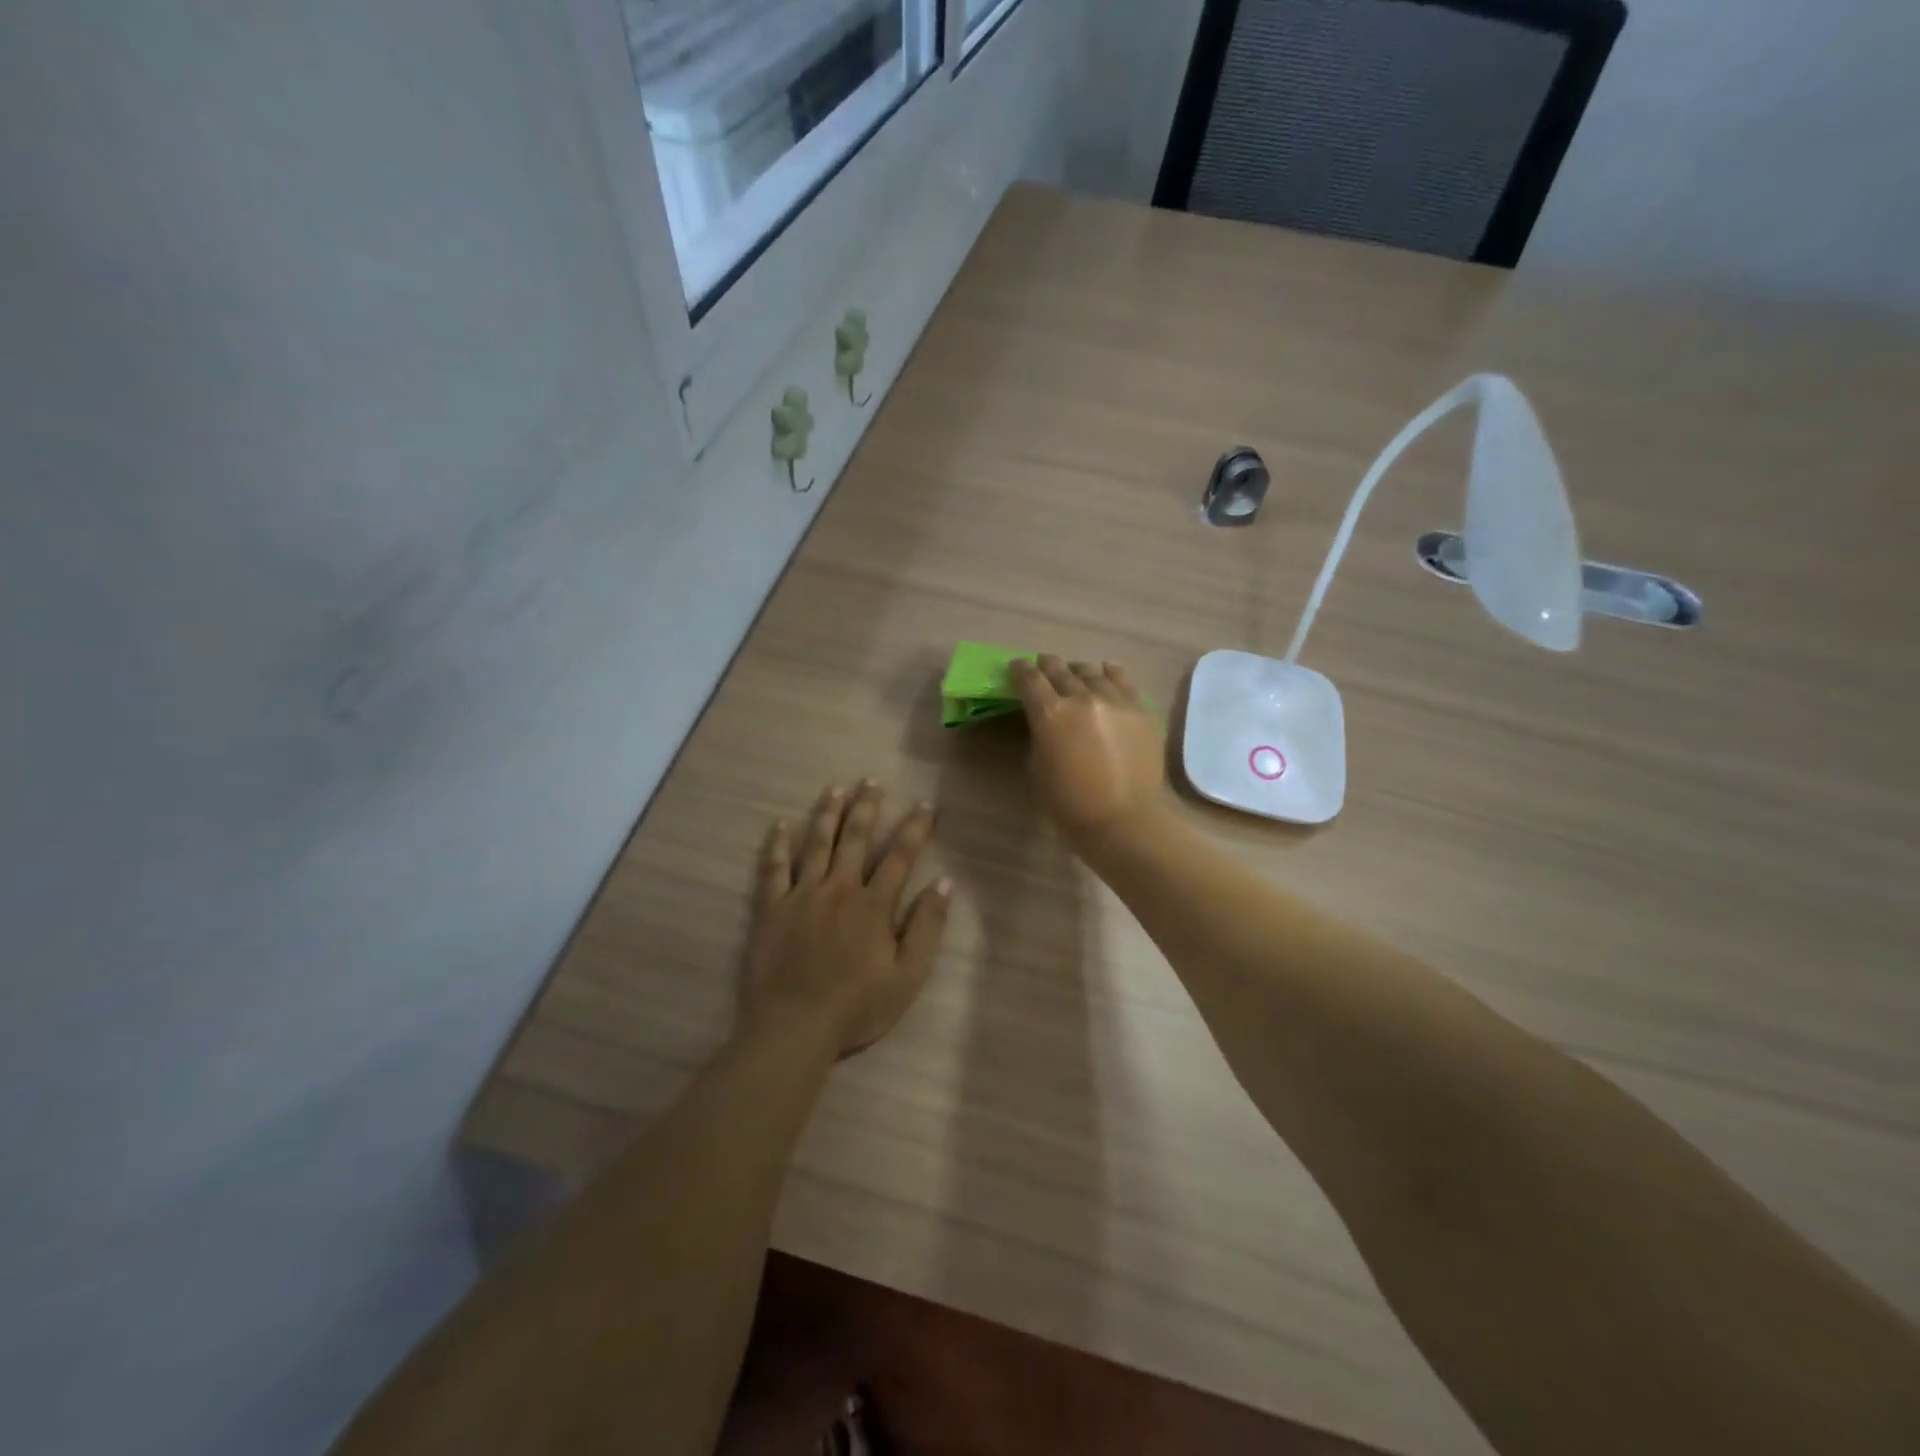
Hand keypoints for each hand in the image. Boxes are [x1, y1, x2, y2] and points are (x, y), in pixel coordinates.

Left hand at [741, 781, 951, 1056]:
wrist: (794, 1027)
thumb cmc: (856, 1007)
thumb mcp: (907, 976)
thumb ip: (927, 928)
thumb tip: (944, 884)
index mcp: (873, 905)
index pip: (899, 856)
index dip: (915, 828)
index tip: (925, 804)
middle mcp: (838, 889)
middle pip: (854, 839)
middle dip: (866, 807)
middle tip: (871, 780)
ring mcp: (801, 895)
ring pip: (816, 844)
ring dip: (826, 814)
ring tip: (834, 789)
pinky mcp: (771, 909)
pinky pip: (773, 869)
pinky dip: (776, 845)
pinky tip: (780, 824)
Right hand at [1010, 655, 1172, 854]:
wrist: (1125, 821)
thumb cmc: (1070, 805)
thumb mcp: (1037, 768)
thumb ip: (1039, 735)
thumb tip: (1045, 722)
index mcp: (1050, 713)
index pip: (1029, 679)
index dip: (1019, 670)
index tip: (1015, 667)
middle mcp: (1082, 697)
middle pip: (1060, 670)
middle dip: (1047, 666)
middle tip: (1042, 666)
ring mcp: (1115, 700)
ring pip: (1091, 672)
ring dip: (1077, 671)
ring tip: (1074, 673)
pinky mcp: (1140, 709)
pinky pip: (1123, 680)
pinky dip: (1110, 673)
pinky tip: (1106, 671)